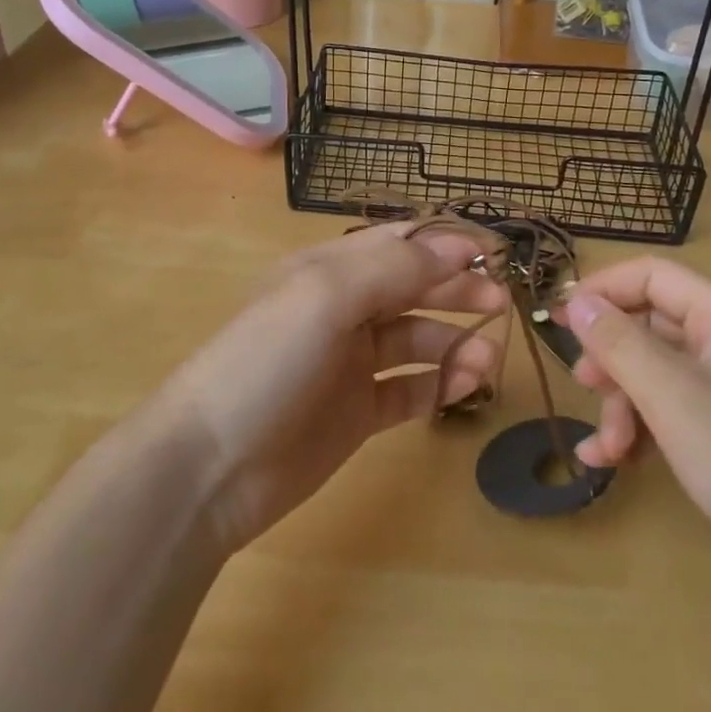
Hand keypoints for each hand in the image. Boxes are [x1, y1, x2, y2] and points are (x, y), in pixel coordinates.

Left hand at [157, 223, 506, 556]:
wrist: (209, 467)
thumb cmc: (266, 362)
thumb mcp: (326, 296)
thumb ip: (394, 267)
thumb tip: (456, 248)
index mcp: (328, 270)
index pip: (396, 244)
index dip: (443, 246)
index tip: (491, 256)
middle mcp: (341, 310)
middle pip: (412, 289)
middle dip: (456, 292)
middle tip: (501, 304)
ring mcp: (349, 364)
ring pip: (416, 340)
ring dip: (454, 342)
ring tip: (488, 360)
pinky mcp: (356, 412)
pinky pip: (409, 389)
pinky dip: (439, 384)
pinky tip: (465, 387)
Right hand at [559, 258, 710, 607]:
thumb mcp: (673, 397)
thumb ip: (620, 343)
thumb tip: (577, 300)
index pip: (653, 276)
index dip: (603, 290)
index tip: (559, 321)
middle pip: (652, 325)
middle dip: (612, 358)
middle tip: (582, 386)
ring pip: (657, 372)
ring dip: (623, 404)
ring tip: (606, 450)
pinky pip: (674, 409)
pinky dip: (642, 429)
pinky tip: (615, 463)